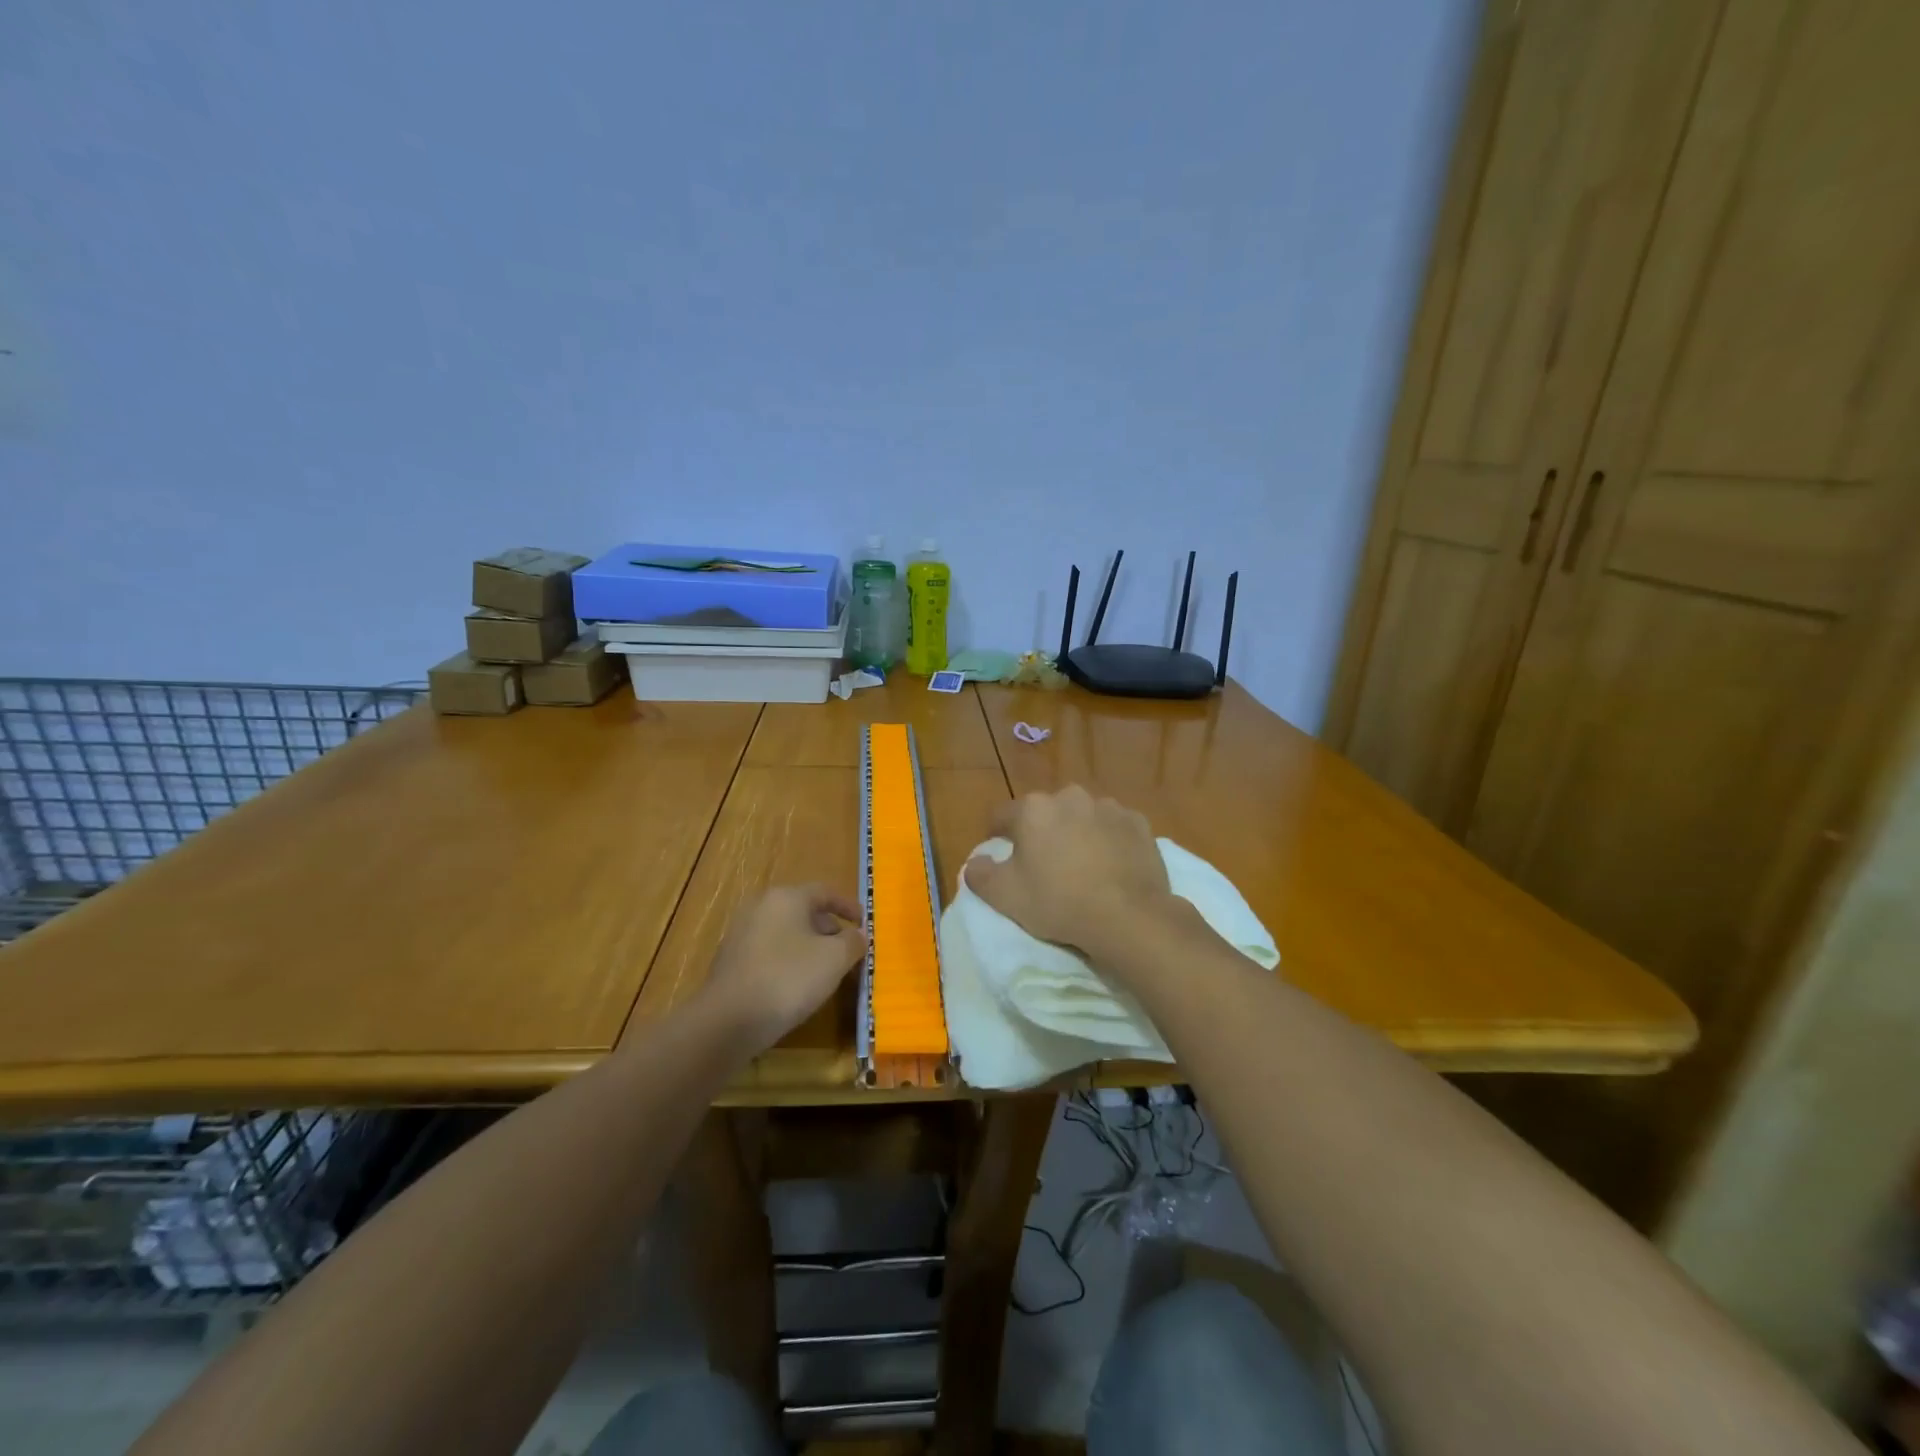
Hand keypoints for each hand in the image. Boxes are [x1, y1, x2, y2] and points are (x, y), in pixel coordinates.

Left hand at [696, 885, 866, 1057]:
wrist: (727, 1021)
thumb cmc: (788, 979)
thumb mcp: (834, 959)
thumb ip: (853, 942)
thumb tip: (858, 935)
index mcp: (786, 897)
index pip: (825, 892)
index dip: (848, 906)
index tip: (864, 923)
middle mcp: (760, 907)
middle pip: (803, 911)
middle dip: (829, 929)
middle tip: (847, 950)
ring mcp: (741, 934)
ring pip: (785, 932)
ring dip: (808, 946)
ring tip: (825, 971)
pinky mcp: (730, 961)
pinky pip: (769, 952)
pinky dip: (787, 961)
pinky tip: (796, 986)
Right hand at [963, 785, 1175, 961]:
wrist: (1128, 916)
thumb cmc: (1059, 902)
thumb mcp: (1005, 897)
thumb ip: (980, 875)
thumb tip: (975, 863)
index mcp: (1033, 809)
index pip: (1002, 816)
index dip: (997, 835)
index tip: (1001, 856)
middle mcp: (1069, 797)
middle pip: (1045, 813)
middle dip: (1042, 832)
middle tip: (1045, 865)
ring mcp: (1108, 807)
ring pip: (1082, 817)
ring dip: (1077, 833)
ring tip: (1082, 867)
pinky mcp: (1138, 823)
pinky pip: (1113, 828)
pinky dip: (1109, 841)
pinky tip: (1111, 867)